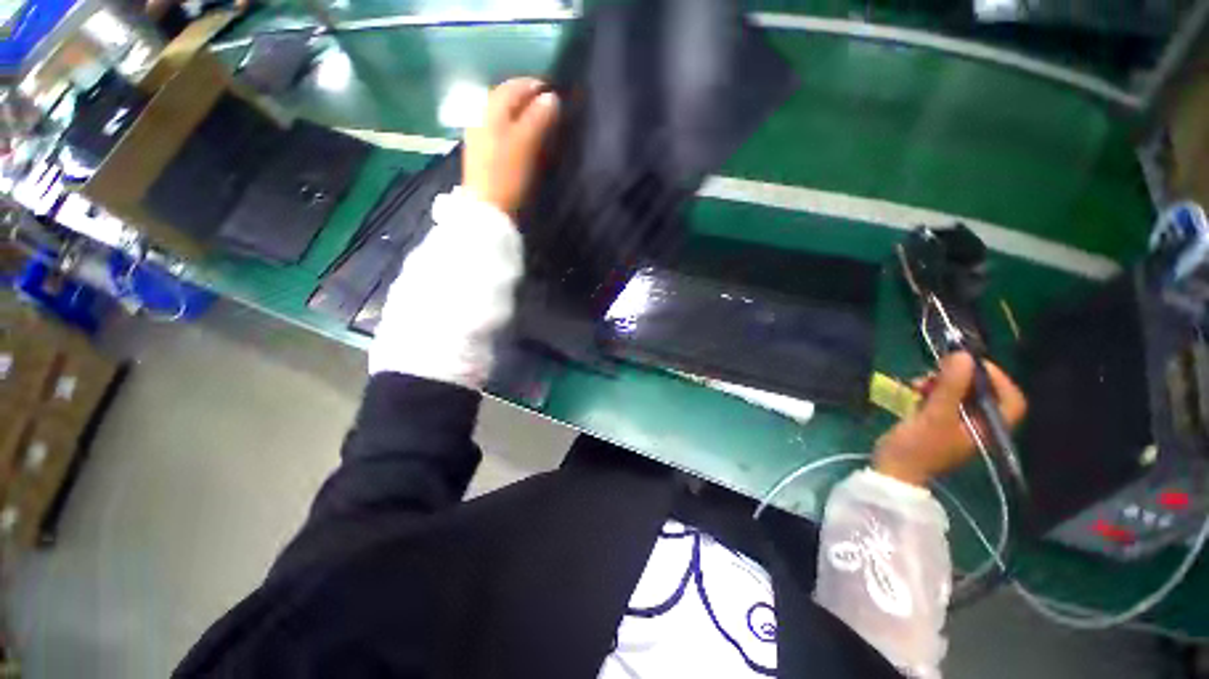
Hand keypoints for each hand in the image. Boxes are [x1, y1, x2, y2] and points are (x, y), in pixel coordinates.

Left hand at [464, 78, 559, 217]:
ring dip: (521, 115)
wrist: (488, 209)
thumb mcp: (526, 143)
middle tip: (549, 108)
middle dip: (528, 99)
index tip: (555, 93)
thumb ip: (539, 118)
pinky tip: (522, 139)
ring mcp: (478, 135)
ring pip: (503, 116)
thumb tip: (552, 97)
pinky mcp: (481, 153)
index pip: (515, 86)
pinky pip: (499, 131)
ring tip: (539, 124)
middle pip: (506, 99)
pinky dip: (513, 129)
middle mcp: (481, 116)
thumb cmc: (508, 174)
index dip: (535, 86)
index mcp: (491, 109)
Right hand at [873, 352, 1026, 486]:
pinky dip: (930, 391)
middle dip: (961, 378)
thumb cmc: (918, 447)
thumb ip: (951, 386)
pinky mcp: (937, 423)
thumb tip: (962, 355)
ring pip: (959, 394)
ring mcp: (957, 424)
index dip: (997, 378)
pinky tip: (914, 389)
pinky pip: (941, 399)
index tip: (971, 363)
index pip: (1011, 399)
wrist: (893, 471)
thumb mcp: (934, 415)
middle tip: (938, 369)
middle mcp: (978, 425)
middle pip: (982, 393)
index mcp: (988, 428)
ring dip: (941, 383)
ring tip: (920, 382)